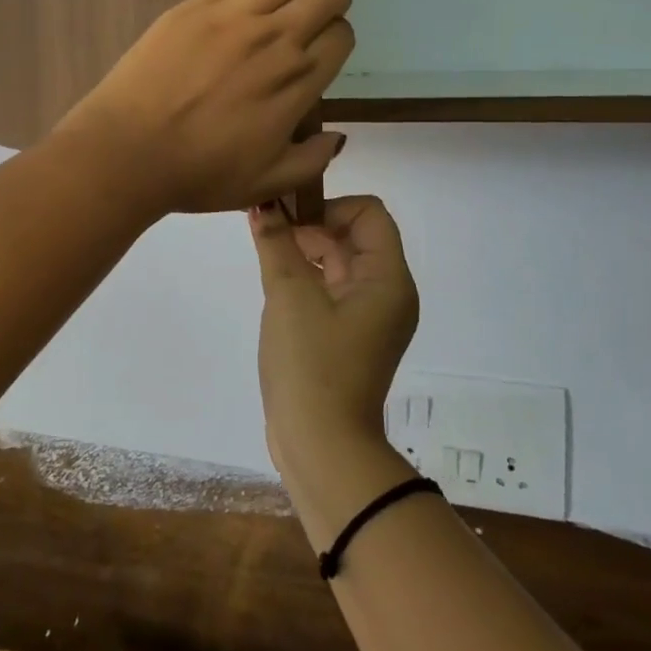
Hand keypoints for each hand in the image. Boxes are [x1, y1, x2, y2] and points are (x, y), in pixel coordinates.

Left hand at [56, 0, 354, 213]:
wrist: (128, 151)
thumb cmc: (197, 172)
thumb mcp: (266, 183)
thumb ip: (311, 160)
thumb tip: (338, 139)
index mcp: (297, 80)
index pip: (340, 36)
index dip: (338, 35)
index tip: (325, 44)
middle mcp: (275, 37)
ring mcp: (234, 14)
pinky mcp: (197, 3)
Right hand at [249, 196, 418, 484]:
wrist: (321, 446)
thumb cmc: (311, 364)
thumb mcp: (289, 295)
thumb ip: (275, 242)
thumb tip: (262, 204)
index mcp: (388, 279)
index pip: (369, 213)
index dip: (329, 207)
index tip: (290, 222)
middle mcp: (388, 292)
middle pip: (354, 235)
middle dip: (312, 226)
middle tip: (269, 233)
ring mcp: (370, 316)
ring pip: (341, 262)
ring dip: (306, 251)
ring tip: (268, 255)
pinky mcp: (351, 335)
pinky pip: (333, 288)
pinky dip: (307, 276)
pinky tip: (276, 283)